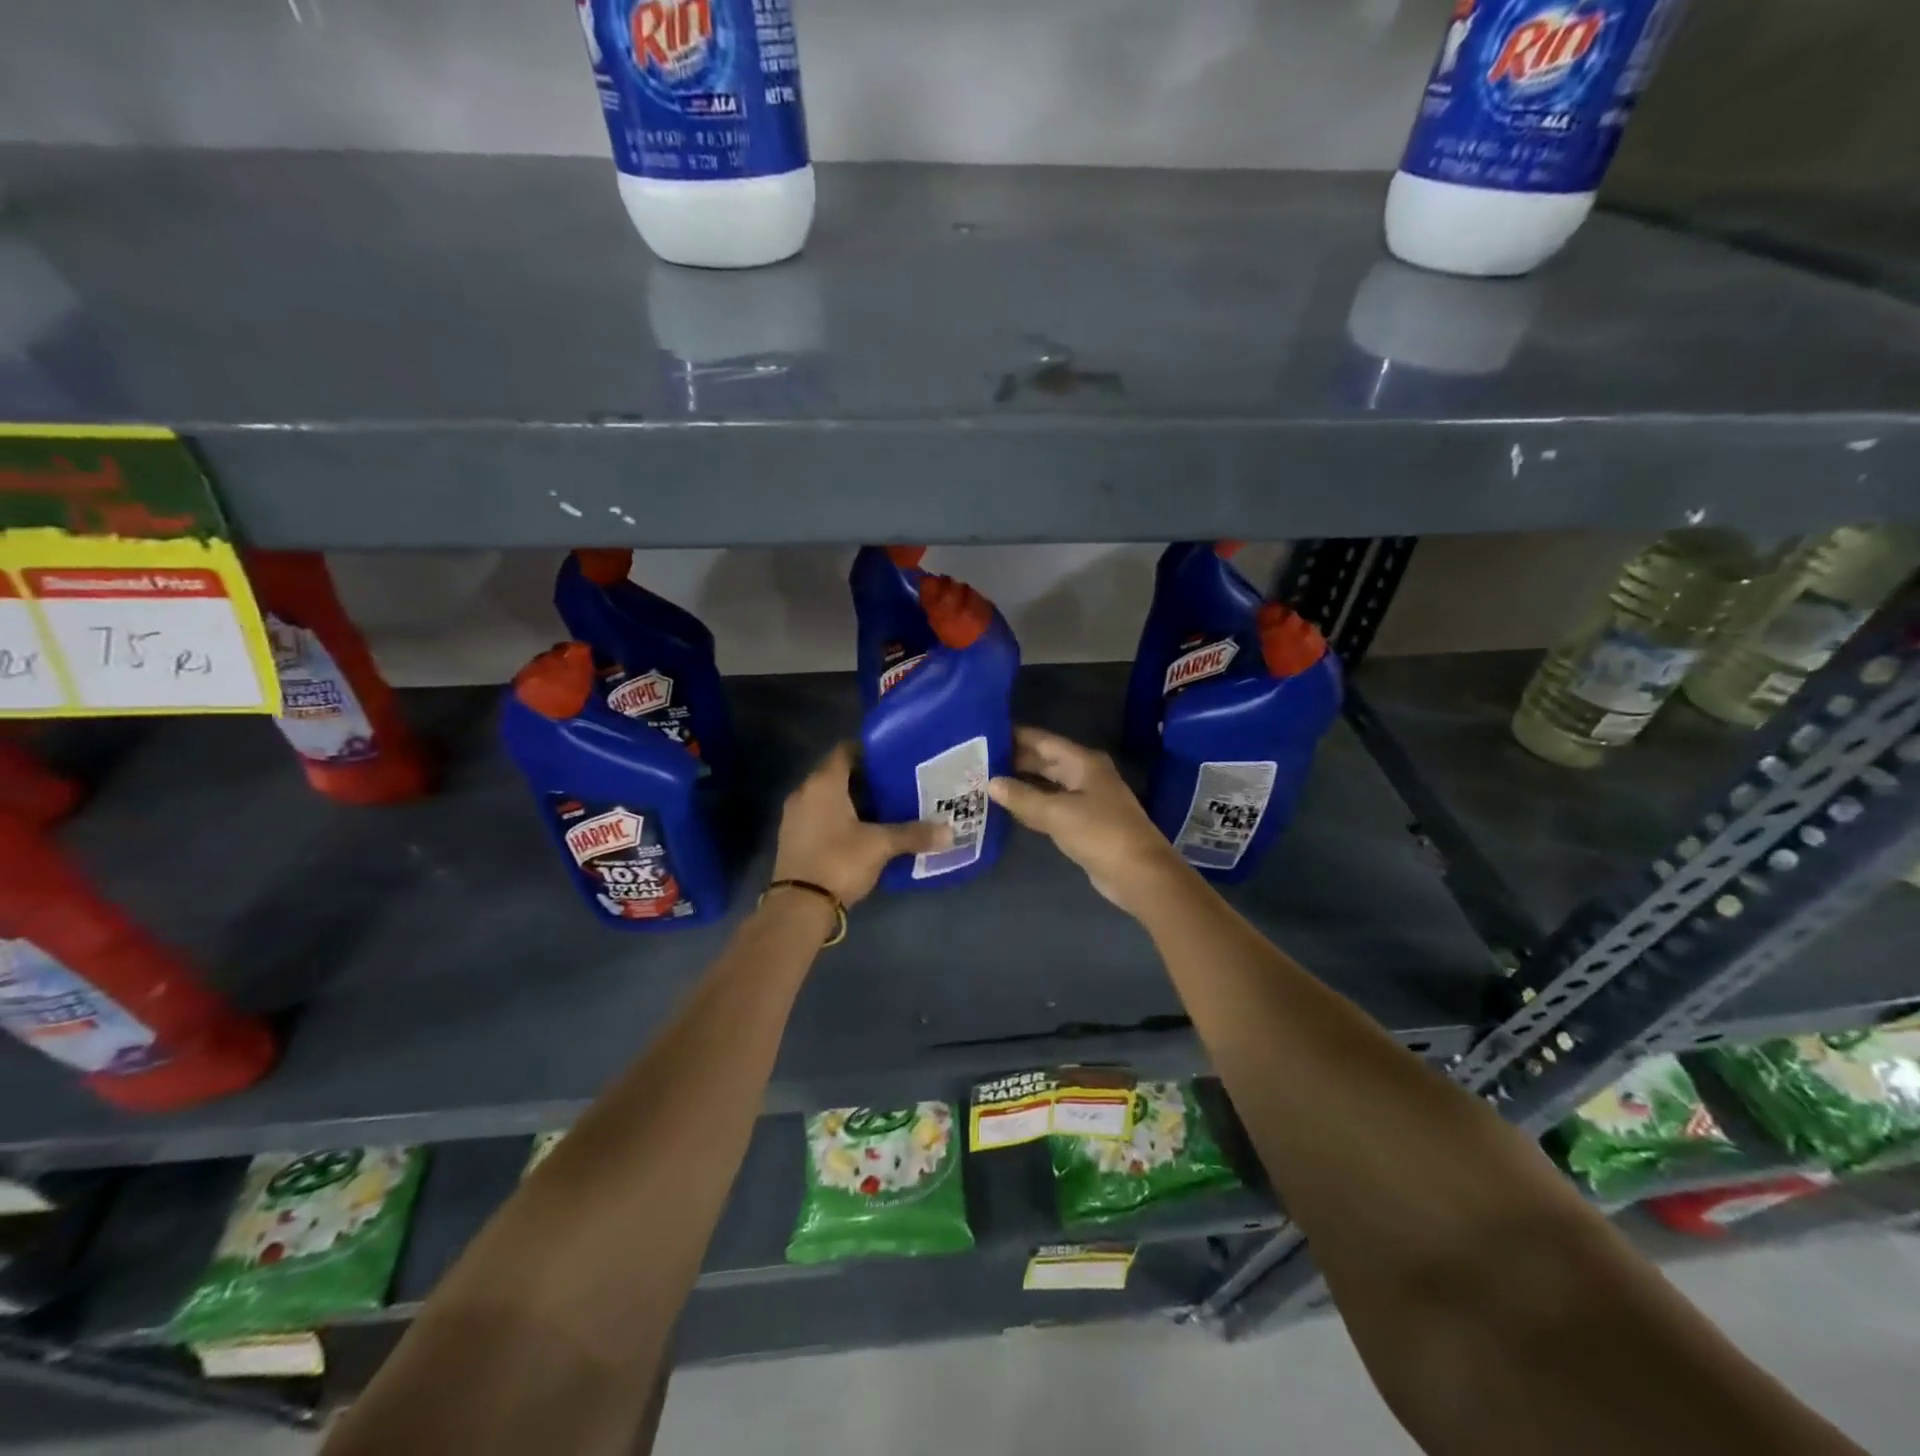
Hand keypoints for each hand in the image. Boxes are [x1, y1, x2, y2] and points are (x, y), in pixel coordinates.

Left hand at [771, 742, 951, 907]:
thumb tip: (949, 832)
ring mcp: (795, 816)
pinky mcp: (793, 839)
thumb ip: (914, 834)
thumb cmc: (839, 861)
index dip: (868, 751)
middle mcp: (804, 792)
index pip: (845, 751)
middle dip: (865, 779)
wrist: (798, 907)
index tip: (893, 758)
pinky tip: (863, 832)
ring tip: (884, 809)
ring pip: (828, 798)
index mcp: (823, 783)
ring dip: (852, 801)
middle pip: (836, 774)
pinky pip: (820, 817)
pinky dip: (840, 819)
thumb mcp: (881, 846)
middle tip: (896, 785)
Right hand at [987, 727, 1184, 913]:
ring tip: (985, 780)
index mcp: (1083, 762)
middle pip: (1045, 761)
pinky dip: (1032, 805)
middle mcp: (1085, 774)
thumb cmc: (1099, 833)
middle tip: (977, 760)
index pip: (1043, 741)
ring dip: (1021, 784)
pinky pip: (1052, 806)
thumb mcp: (1057, 813)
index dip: (1015, 736)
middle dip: (1014, 760)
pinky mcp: (1084, 822)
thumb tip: (992, 783)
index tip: (985, 733)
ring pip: (1047, 784)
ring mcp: (1086, 799)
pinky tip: (1009, 807)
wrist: (1138, 873)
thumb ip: (1022, 797)